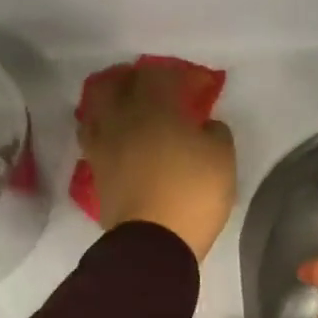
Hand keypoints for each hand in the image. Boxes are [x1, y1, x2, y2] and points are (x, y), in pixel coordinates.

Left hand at [80, 63, 236, 260]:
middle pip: (112, 83)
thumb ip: (216, 133)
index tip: (197, 86)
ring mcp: (102, 148)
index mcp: (153, 107)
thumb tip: (205, 126)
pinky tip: (119, 143)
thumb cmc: (192, 195)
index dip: (179, 74)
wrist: (153, 244)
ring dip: (110, 105)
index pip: (159, 73)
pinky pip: (94, 142)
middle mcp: (120, 119)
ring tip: (127, 114)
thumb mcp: (222, 160)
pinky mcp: (96, 175)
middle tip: (151, 89)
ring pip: (94, 111)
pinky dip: (105, 135)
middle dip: (131, 80)